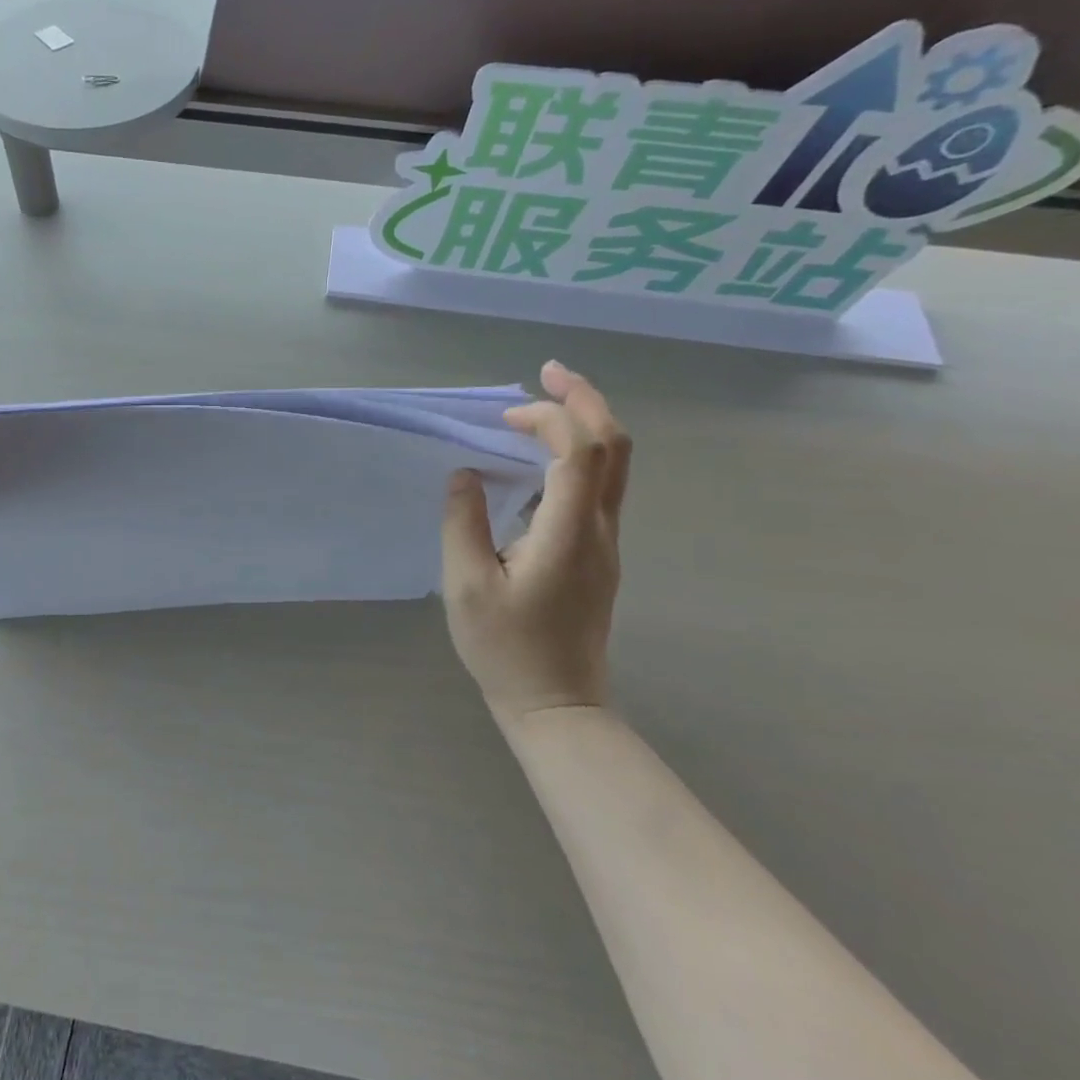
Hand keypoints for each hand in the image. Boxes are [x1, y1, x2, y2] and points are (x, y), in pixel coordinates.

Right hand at [441, 361, 629, 717]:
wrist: (558, 705)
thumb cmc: (507, 649)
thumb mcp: (466, 586)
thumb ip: (463, 522)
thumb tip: (466, 474)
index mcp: (569, 532)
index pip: (580, 451)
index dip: (552, 417)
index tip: (507, 414)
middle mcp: (600, 529)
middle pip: (616, 447)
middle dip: (586, 400)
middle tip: (547, 373)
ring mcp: (606, 543)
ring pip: (615, 466)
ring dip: (584, 425)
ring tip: (539, 409)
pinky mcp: (599, 555)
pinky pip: (599, 488)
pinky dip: (577, 455)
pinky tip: (539, 462)